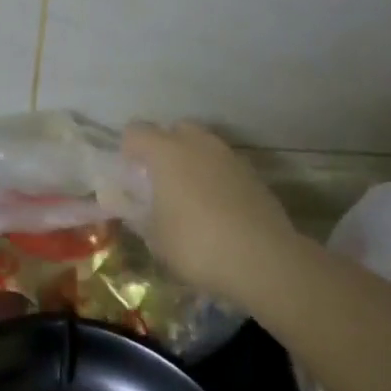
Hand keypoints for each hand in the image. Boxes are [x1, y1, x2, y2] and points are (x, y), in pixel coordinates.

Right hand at [123, 121, 297, 307]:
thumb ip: (137, 214)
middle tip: (160, 182)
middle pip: (174, 130)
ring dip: (192, 162)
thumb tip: (126, 204)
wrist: (264, 260)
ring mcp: (229, 155)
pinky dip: (216, 177)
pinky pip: (224, 165)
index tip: (130, 177)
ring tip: (190, 196)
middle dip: (164, 149)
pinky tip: (217, 208)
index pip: (136, 132)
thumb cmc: (197, 245)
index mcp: (165, 151)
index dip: (128, 151)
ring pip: (202, 145)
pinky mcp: (253, 173)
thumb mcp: (155, 237)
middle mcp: (197, 143)